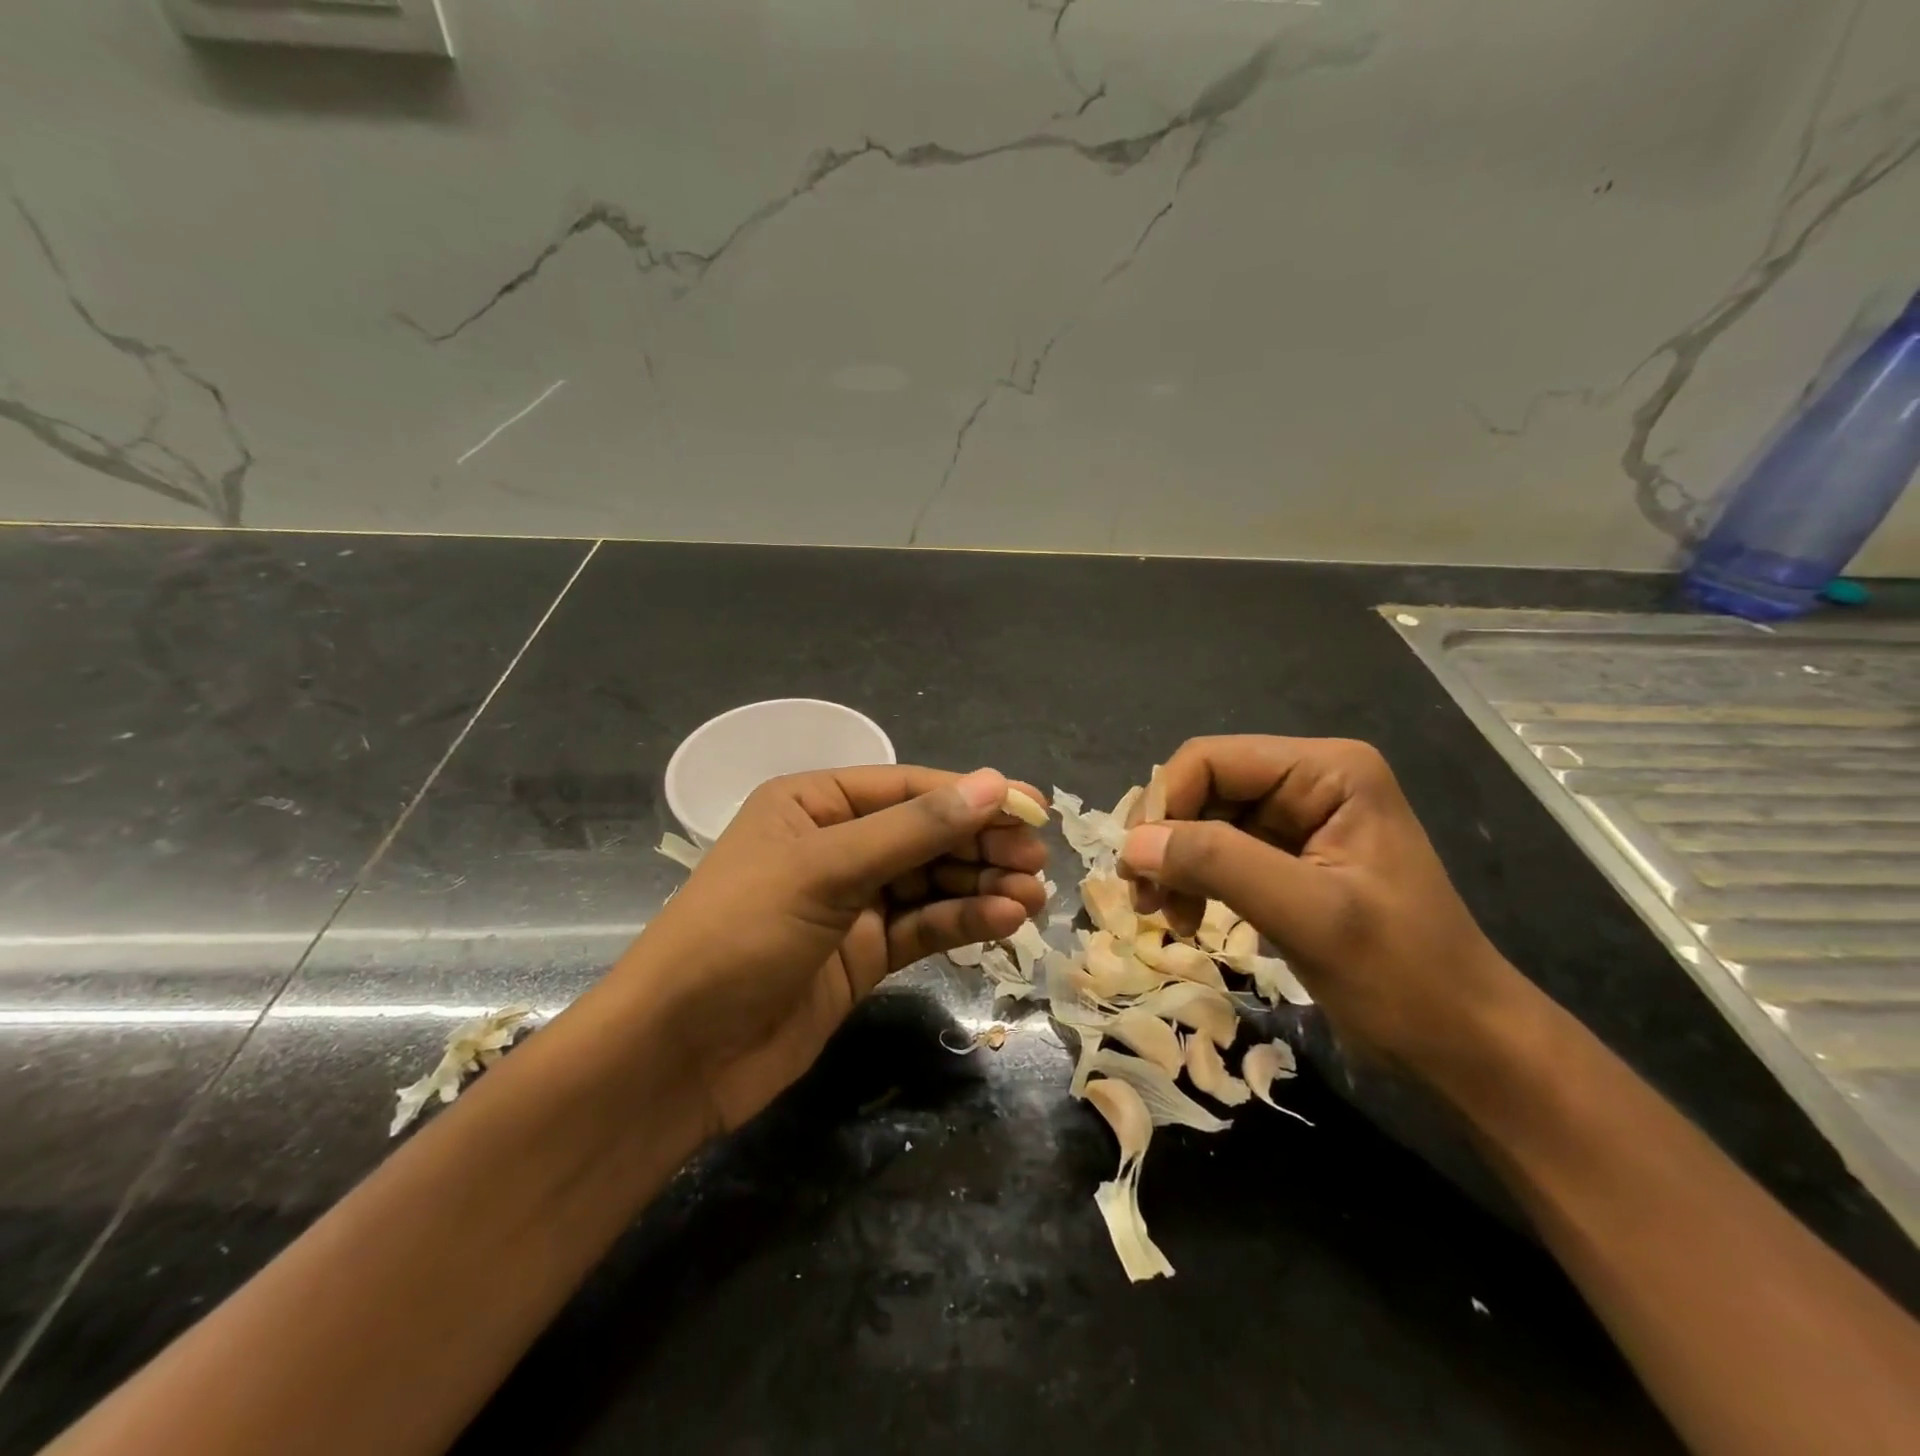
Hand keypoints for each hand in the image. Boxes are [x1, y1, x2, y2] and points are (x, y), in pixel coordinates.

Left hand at [634, 766, 1048, 1134]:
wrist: (678, 1055)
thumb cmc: (740, 935)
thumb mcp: (826, 870)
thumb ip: (913, 830)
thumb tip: (994, 783)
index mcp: (814, 803)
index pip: (908, 788)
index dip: (972, 796)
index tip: (1034, 810)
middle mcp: (836, 845)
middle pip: (925, 834)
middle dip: (981, 845)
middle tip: (1037, 861)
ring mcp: (851, 902)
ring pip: (931, 882)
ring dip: (981, 886)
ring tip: (1032, 897)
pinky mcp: (864, 955)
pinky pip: (923, 926)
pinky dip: (963, 922)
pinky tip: (1003, 921)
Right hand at [1119, 736, 1528, 1081]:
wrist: (1462, 1045)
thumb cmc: (1401, 976)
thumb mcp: (1308, 914)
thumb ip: (1218, 864)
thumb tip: (1130, 844)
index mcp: (1327, 771)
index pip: (1212, 759)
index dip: (1164, 804)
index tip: (1137, 866)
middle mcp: (1309, 781)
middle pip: (1203, 788)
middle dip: (1166, 839)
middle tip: (1141, 897)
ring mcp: (1298, 821)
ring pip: (1204, 822)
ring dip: (1174, 865)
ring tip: (1161, 916)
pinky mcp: (1288, 860)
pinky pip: (1220, 854)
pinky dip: (1194, 883)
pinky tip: (1188, 920)